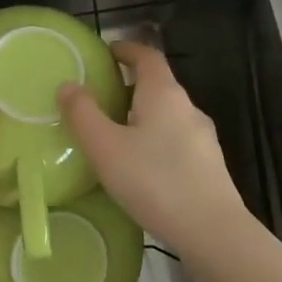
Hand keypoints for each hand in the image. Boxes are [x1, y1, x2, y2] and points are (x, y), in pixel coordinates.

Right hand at [58, 42, 245, 253]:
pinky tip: (142, 168)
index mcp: (164, 93)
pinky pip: (176, 141)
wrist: (213, 232)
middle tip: (99, 99)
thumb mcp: (105, 147)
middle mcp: (188, 107)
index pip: (146, 55)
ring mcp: (203, 137)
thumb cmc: (155, 181)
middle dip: (129, 86)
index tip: (105, 52)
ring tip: (115, 135)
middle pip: (158, 84)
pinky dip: (156, 141)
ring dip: (142, 116)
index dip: (126, 49)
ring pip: (168, 115)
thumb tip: (68, 85)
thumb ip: (83, 114)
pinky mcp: (209, 166)